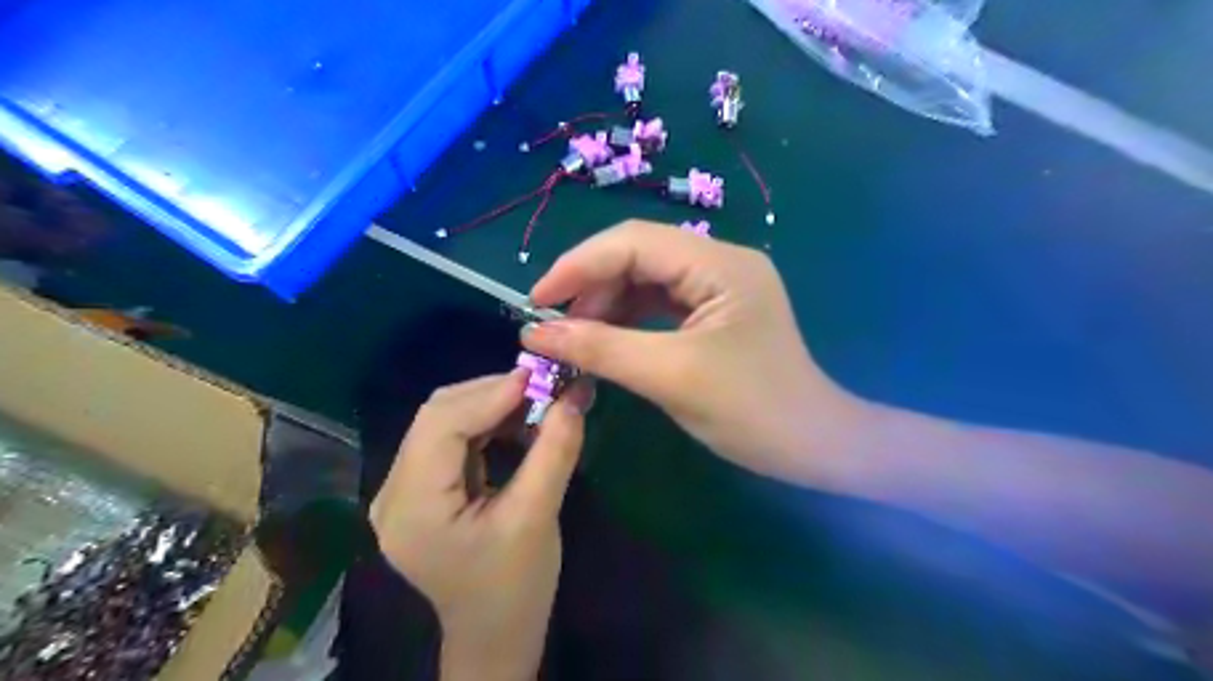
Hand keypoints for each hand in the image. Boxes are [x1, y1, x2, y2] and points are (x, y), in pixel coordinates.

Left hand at [369, 372, 587, 680]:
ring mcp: (402, 492)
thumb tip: (574, 395)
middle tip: (543, 384)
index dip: (490, 393)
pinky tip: (517, 423)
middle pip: (437, 416)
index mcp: (413, 508)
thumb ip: (554, 452)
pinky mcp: (420, 491)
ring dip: (491, 404)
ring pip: (443, 421)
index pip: (442, 425)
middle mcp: (393, 493)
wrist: (496, 634)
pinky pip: (450, 439)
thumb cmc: (515, 587)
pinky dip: (486, 423)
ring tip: (536, 401)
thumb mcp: (538, 517)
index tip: (539, 375)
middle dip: (492, 393)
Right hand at [527, 222, 867, 481]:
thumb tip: (534, 333)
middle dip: (591, 286)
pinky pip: (660, 303)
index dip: (578, 265)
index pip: (634, 242)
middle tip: (554, 326)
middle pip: (638, 254)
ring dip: (606, 304)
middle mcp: (720, 261)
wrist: (815, 446)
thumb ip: (600, 348)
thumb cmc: (752, 412)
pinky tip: (605, 339)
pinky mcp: (715, 311)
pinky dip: (627, 319)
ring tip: (574, 337)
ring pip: (646, 278)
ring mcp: (720, 286)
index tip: (536, 301)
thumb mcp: (670, 376)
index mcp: (720, 264)